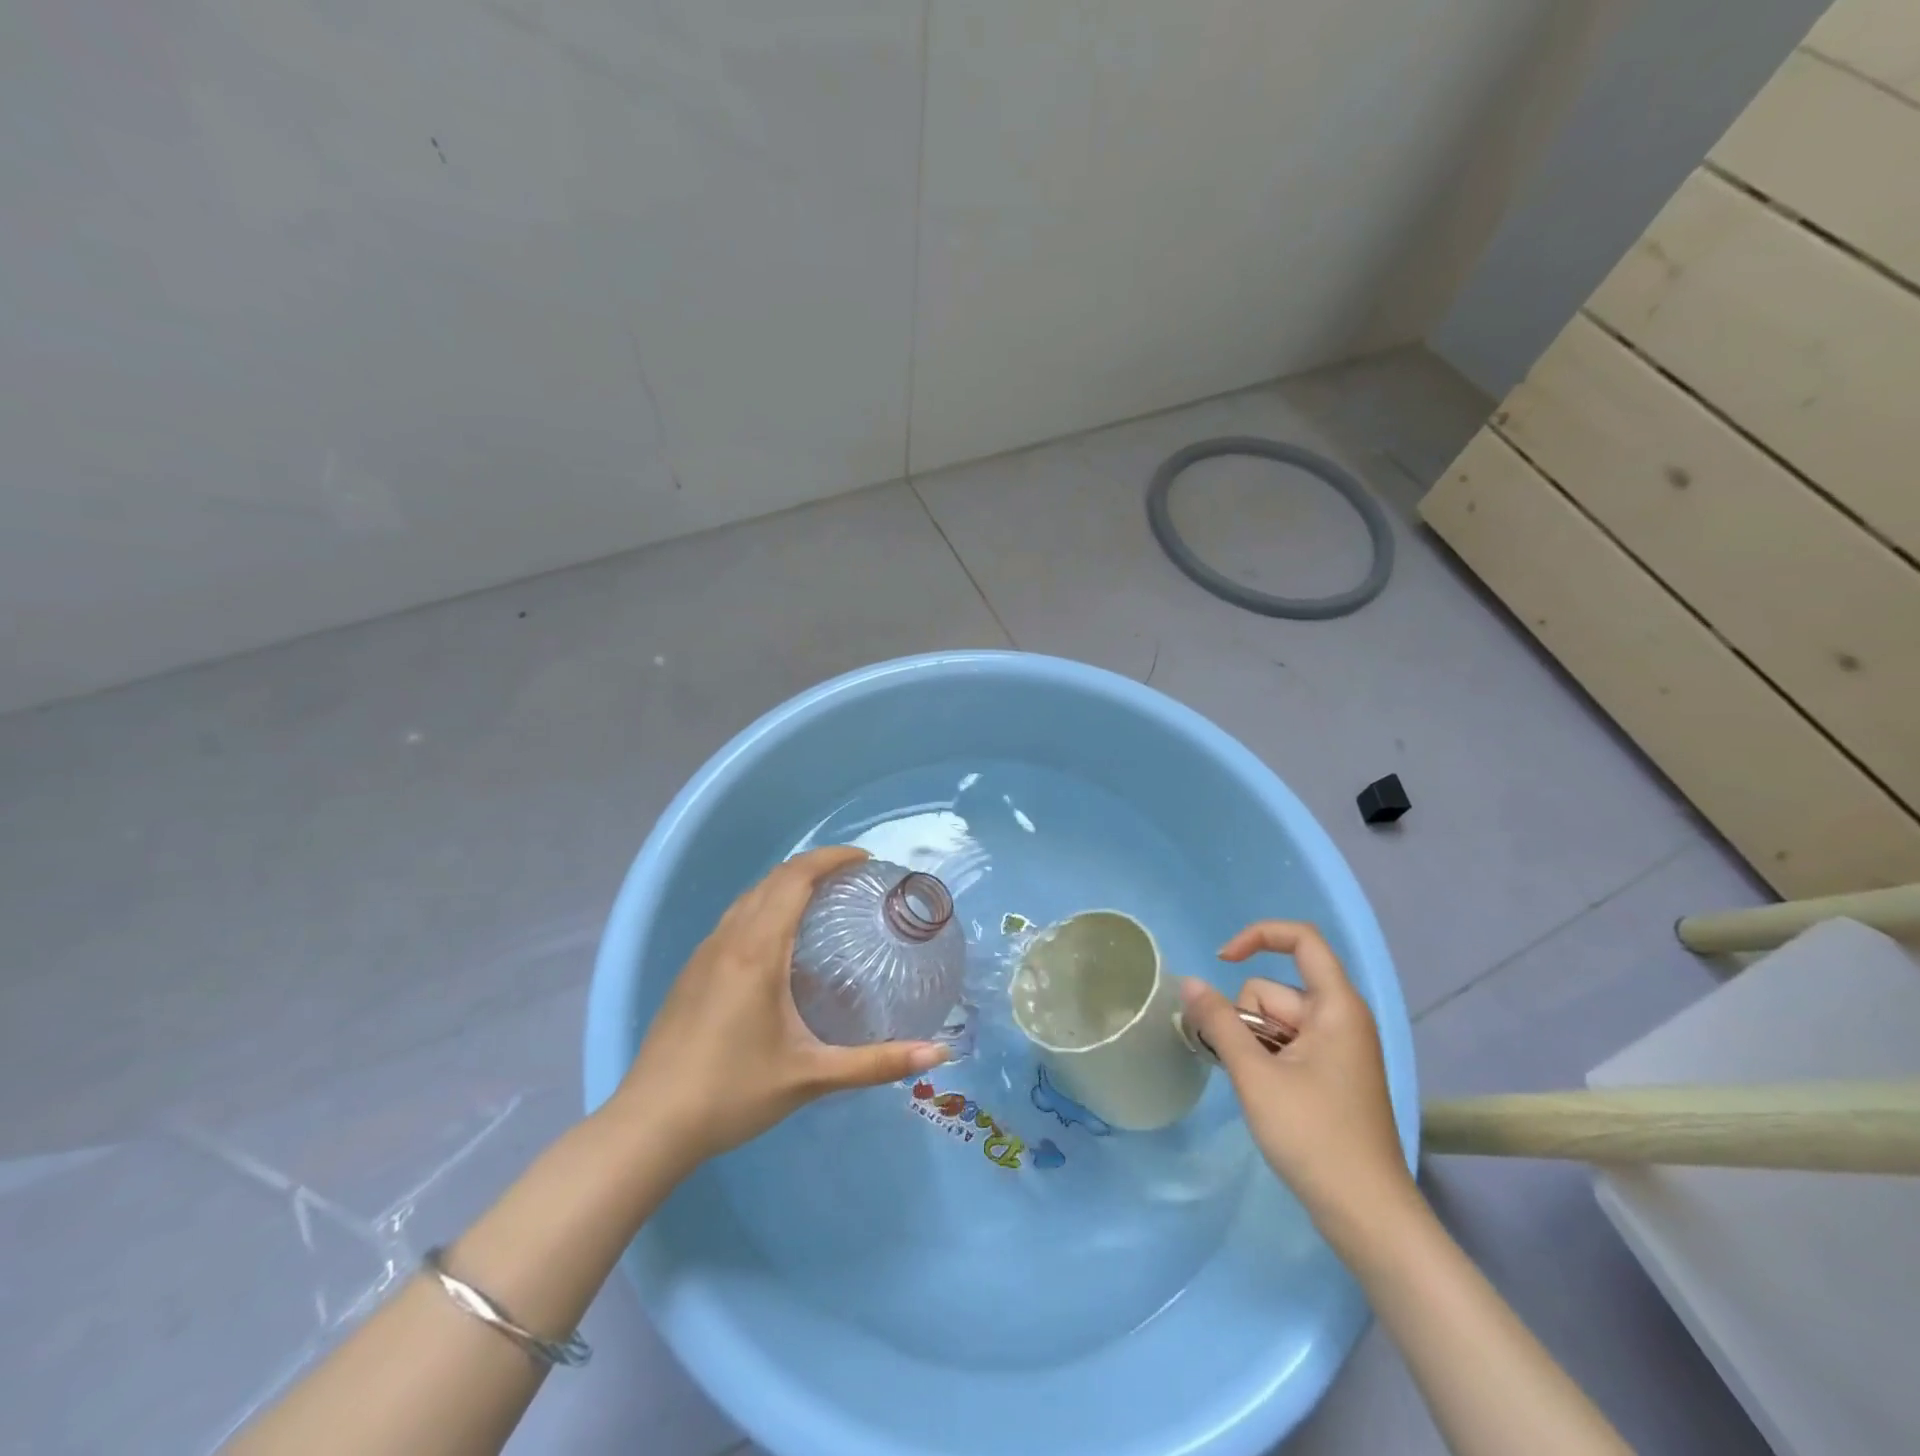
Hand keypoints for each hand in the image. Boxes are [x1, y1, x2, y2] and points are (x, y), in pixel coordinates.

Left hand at [612, 846, 950, 1169]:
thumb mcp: (811, 1077)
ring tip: (821, 900)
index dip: (831, 858)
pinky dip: (764, 907)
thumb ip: (876, 1063)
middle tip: (853, 879)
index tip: (865, 860)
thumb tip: (938, 1056)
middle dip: (814, 867)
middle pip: (773, 880)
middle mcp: (728, 939)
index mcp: (758, 951)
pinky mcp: (691, 972)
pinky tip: (778, 943)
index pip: (795, 879)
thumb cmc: (733, 1092)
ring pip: (749, 897)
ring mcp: (704, 953)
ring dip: (785, 885)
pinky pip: (734, 918)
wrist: (650, 1125)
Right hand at [1180, 921, 1412, 1232]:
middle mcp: (1341, 1018)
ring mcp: (1337, 1048)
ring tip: (1256, 1089)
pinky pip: (1286, 1044)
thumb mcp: (1255, 1076)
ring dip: (1252, 1044)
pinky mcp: (1331, 1074)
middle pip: (1274, 989)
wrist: (1367, 1216)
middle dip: (1247, 1020)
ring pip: (1274, 1021)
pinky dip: (1265, 1059)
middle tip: (1247, 1069)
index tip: (1220, 962)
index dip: (1257, 937)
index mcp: (1336, 1007)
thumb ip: (1218, 1022)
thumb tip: (1189, 982)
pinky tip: (1265, 1095)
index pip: (1301, 939)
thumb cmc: (1314, 1137)